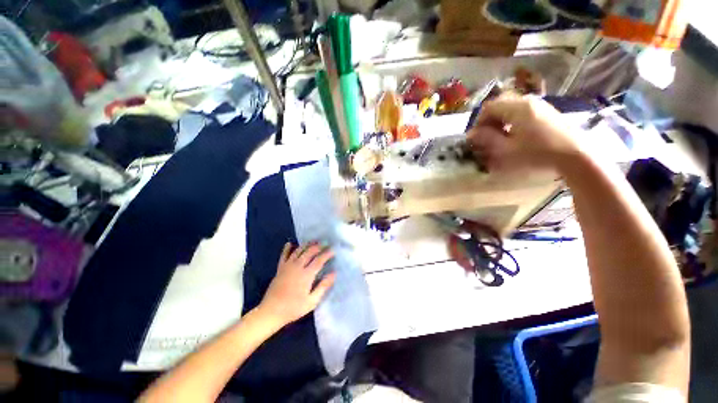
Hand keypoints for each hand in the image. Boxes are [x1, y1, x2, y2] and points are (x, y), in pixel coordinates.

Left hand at [258, 242, 335, 326]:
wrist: (271, 312)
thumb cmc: (293, 308)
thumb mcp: (312, 301)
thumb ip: (323, 286)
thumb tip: (334, 273)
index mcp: (306, 275)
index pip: (319, 260)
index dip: (327, 254)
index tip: (333, 250)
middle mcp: (297, 267)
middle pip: (309, 252)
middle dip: (318, 246)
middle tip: (325, 243)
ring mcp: (287, 266)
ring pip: (298, 250)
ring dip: (306, 244)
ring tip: (313, 241)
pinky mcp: (280, 268)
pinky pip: (284, 255)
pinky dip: (287, 248)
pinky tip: (290, 243)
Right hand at [466, 94, 581, 171]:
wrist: (576, 155)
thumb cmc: (538, 153)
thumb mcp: (507, 149)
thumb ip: (487, 139)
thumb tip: (472, 134)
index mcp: (517, 107)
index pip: (488, 107)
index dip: (478, 122)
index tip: (476, 137)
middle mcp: (528, 101)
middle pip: (500, 104)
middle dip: (489, 120)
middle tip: (487, 136)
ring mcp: (539, 104)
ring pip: (511, 107)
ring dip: (500, 120)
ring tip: (500, 137)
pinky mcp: (547, 111)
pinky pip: (523, 110)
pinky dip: (513, 120)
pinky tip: (516, 134)